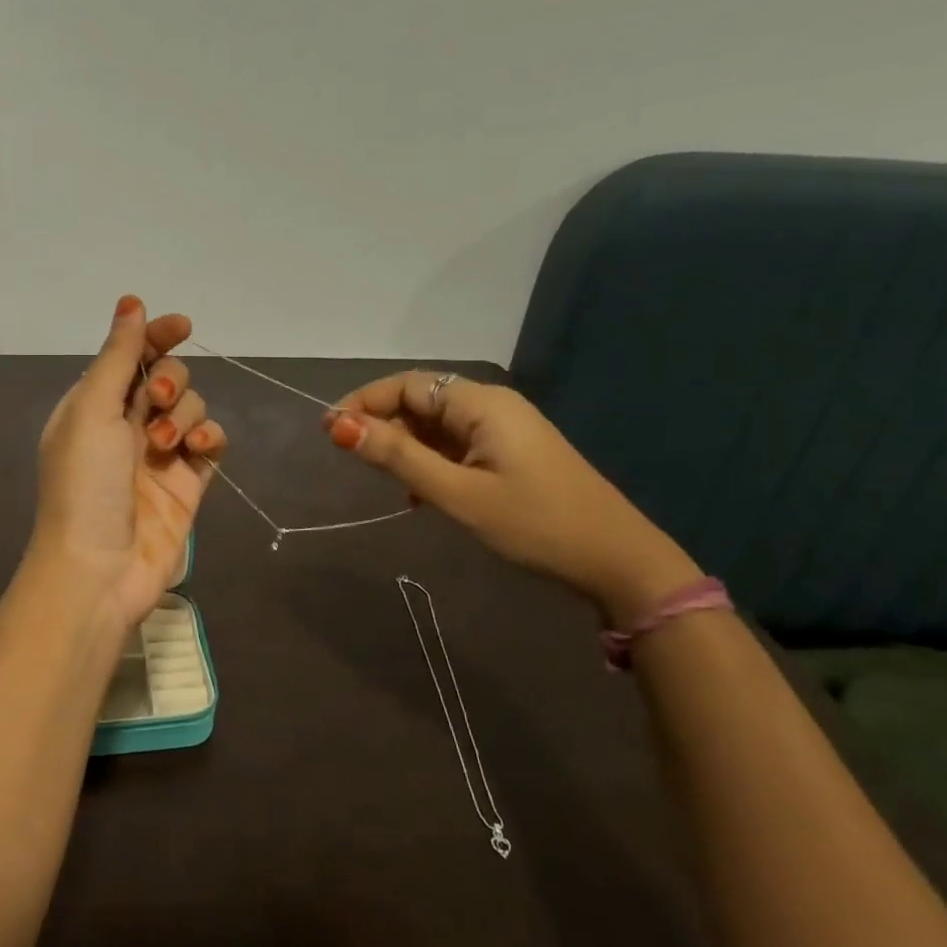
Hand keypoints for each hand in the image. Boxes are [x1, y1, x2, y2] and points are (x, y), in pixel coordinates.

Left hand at [31, 296, 228, 631]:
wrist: (99, 568)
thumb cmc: (84, 483)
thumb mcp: (92, 410)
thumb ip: (117, 356)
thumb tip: (131, 302)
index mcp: (93, 404)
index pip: (131, 356)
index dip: (155, 337)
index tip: (180, 325)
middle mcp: (126, 424)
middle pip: (166, 377)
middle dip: (168, 380)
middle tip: (153, 402)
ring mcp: (160, 453)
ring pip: (192, 406)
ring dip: (184, 412)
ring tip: (166, 443)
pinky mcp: (188, 481)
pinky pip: (211, 441)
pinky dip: (209, 436)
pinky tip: (197, 447)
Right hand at [326, 373, 701, 623]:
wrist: (618, 562)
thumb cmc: (535, 525)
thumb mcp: (457, 494)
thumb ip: (398, 457)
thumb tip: (340, 427)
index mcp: (481, 403)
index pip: (406, 385)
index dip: (363, 402)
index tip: (329, 432)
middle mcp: (492, 405)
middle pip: (420, 400)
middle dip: (383, 424)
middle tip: (355, 461)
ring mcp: (505, 429)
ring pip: (437, 424)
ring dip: (406, 445)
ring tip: (387, 482)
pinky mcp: (512, 453)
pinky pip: (457, 443)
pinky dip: (430, 459)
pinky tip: (421, 492)